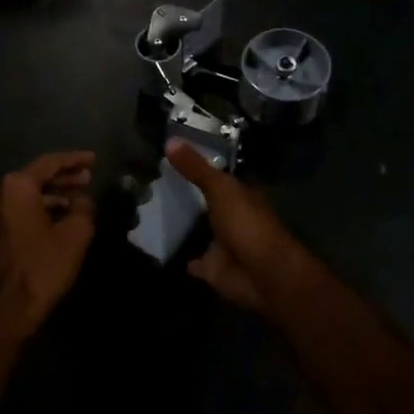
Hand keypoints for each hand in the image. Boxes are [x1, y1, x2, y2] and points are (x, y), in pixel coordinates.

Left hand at [0, 151, 96, 336]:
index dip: (74, 160)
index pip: (49, 163)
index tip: (93, 159)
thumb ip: (83, 207)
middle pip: (36, 177)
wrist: (8, 309)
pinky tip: (60, 216)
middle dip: (63, 177)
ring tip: (79, 198)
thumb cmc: (43, 266)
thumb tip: (82, 200)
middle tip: (88, 178)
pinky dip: (40, 209)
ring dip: (53, 195)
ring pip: (27, 195)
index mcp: (16, 187)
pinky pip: (19, 210)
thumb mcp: (76, 233)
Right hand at [164, 140, 319, 311]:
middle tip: (151, 185)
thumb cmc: (247, 224)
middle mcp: (233, 218)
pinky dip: (181, 257)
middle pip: (206, 205)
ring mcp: (223, 245)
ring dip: (182, 227)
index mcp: (240, 196)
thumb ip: (196, 168)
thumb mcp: (220, 188)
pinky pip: (192, 262)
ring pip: (198, 233)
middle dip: (187, 198)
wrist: (263, 274)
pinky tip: (160, 249)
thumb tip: (169, 139)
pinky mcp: (213, 269)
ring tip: (149, 214)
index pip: (217, 177)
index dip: (198, 168)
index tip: (170, 159)